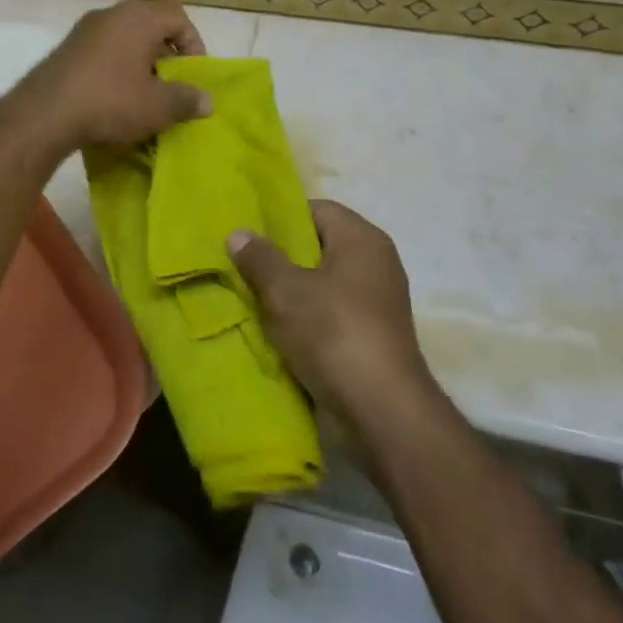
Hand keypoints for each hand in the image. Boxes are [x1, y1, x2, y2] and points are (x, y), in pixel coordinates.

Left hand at [9, 0, 210, 153]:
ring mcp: (84, 30)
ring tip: (145, 96)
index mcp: (138, 18)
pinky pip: (102, 52)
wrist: (44, 114)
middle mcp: (111, 14)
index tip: (193, 74)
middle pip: (151, 26)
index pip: (178, 16)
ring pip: (125, 40)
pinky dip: (115, 69)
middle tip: (172, 85)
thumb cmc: (110, 102)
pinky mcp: (66, 50)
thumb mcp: (157, 106)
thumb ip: (186, 100)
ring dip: (140, 63)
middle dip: (166, 55)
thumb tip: (207, 101)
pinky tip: (114, 99)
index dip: (193, 43)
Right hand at [229, 201, 435, 428]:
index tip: (250, 237)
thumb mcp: (285, 291)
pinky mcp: (376, 335)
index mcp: (361, 238)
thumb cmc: (333, 333)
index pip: (316, 209)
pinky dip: (311, 319)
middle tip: (246, 268)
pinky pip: (335, 313)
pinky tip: (281, 333)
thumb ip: (259, 258)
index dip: (281, 219)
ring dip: (294, 293)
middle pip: (321, 246)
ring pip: (326, 283)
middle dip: (283, 258)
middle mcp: (377, 261)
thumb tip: (238, 232)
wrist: (384, 412)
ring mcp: (380, 301)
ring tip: (256, 301)